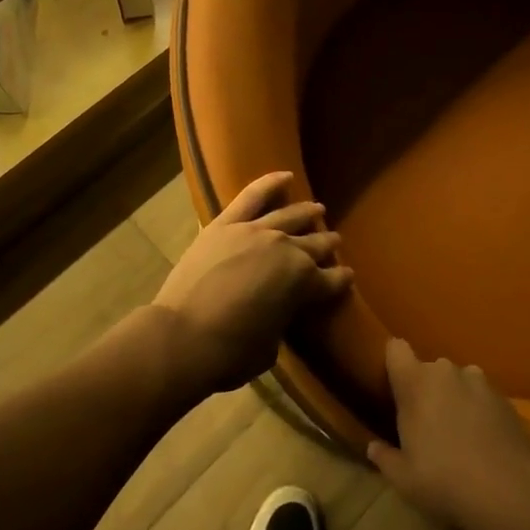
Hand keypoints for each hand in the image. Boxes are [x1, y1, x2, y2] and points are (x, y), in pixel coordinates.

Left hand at [151, 172, 352, 395]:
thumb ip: (280, 321)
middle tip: (335, 242)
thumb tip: (275, 312)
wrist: (183, 336)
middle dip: (327, 244)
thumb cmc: (231, 353)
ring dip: (306, 212)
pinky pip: (251, 196)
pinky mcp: (225, 224)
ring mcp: (255, 231)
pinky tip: (284, 176)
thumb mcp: (270, 347)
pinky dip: (269, 183)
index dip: (341, 280)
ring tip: (317, 209)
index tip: (346, 278)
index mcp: (304, 282)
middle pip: (314, 243)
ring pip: (289, 216)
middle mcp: (286, 249)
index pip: (332, 279)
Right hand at [367, 337, 529, 529]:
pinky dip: (478, 410)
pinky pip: (481, 395)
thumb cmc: (444, 480)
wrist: (510, 490)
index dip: (394, 364)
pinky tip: (483, 441)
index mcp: (415, 381)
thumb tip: (373, 447)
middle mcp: (446, 370)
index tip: (393, 387)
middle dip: (426, 390)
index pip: (396, 349)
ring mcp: (479, 380)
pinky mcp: (505, 396)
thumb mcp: (404, 478)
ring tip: (459, 433)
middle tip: (426, 425)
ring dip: (454, 398)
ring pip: (457, 381)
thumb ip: (385, 457)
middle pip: (428, 370)